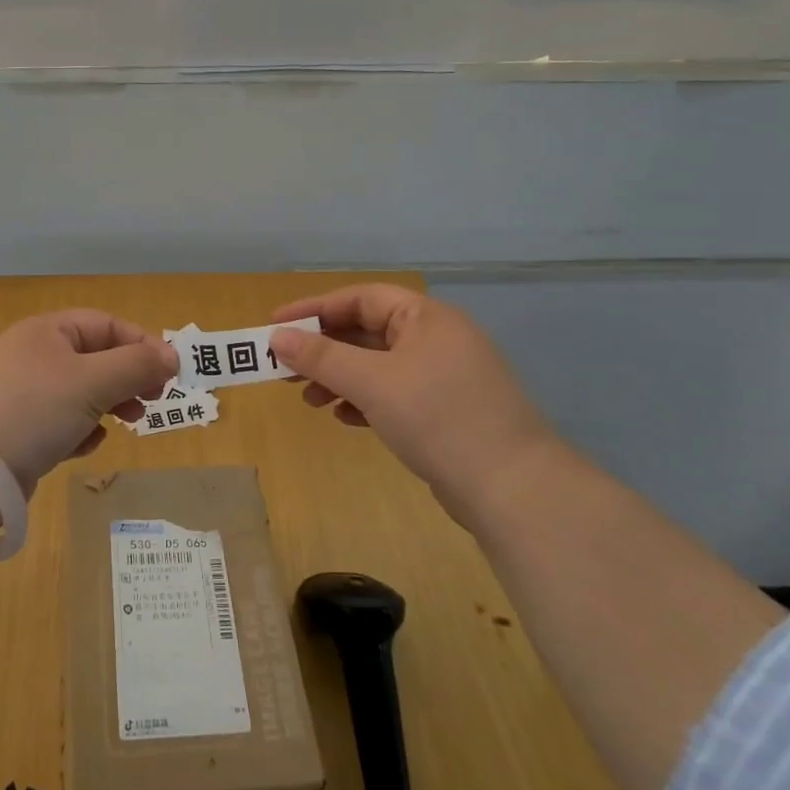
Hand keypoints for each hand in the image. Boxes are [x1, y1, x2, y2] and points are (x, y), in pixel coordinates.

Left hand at [0, 310, 178, 494]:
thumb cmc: (35, 410)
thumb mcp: (93, 382)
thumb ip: (137, 366)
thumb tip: (172, 357)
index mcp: (46, 330)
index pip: (106, 324)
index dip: (141, 344)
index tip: (170, 374)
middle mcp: (32, 354)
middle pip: (95, 357)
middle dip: (127, 378)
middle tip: (153, 401)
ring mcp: (20, 392)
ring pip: (80, 391)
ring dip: (108, 405)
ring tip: (126, 424)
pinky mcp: (15, 428)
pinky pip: (59, 420)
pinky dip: (79, 429)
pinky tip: (84, 445)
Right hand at [269, 285, 557, 518]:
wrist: (514, 490)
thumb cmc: (438, 418)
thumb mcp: (372, 382)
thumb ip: (321, 357)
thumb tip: (277, 338)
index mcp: (426, 317)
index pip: (360, 298)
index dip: (314, 309)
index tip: (275, 325)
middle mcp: (436, 339)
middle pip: (366, 331)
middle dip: (323, 349)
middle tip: (284, 368)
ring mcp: (443, 377)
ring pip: (377, 365)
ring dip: (339, 378)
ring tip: (310, 400)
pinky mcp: (445, 412)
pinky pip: (392, 393)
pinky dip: (364, 401)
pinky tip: (345, 419)